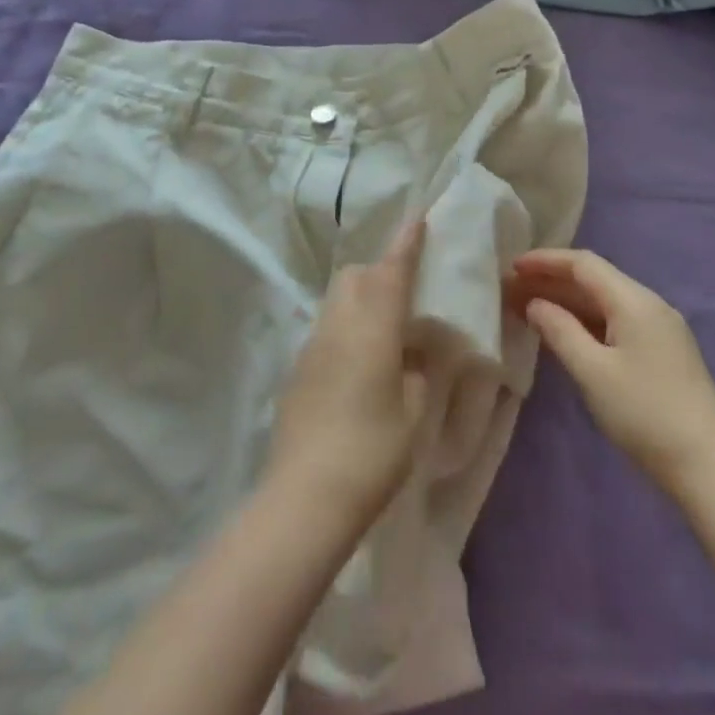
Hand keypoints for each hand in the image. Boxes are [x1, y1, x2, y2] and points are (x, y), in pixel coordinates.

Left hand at [267, 219, 428, 528]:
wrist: (305, 496)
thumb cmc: (372, 452)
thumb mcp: (414, 413)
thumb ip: (417, 372)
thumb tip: (413, 352)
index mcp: (372, 329)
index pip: (391, 272)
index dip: (405, 244)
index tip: (417, 218)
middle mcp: (338, 326)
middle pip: (354, 277)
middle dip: (379, 271)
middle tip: (405, 292)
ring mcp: (312, 347)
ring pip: (337, 301)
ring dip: (360, 299)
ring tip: (385, 329)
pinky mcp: (298, 370)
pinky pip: (327, 331)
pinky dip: (346, 328)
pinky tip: (360, 364)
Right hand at [509, 249, 714, 491]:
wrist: (709, 466)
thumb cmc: (644, 414)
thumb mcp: (593, 372)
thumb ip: (560, 330)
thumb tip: (536, 303)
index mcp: (635, 301)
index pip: (584, 264)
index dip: (546, 260)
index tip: (512, 266)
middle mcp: (650, 305)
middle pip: (595, 280)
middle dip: (552, 281)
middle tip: (513, 290)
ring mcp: (660, 328)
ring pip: (605, 302)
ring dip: (567, 302)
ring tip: (529, 309)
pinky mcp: (662, 352)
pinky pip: (616, 321)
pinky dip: (586, 321)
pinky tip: (565, 333)